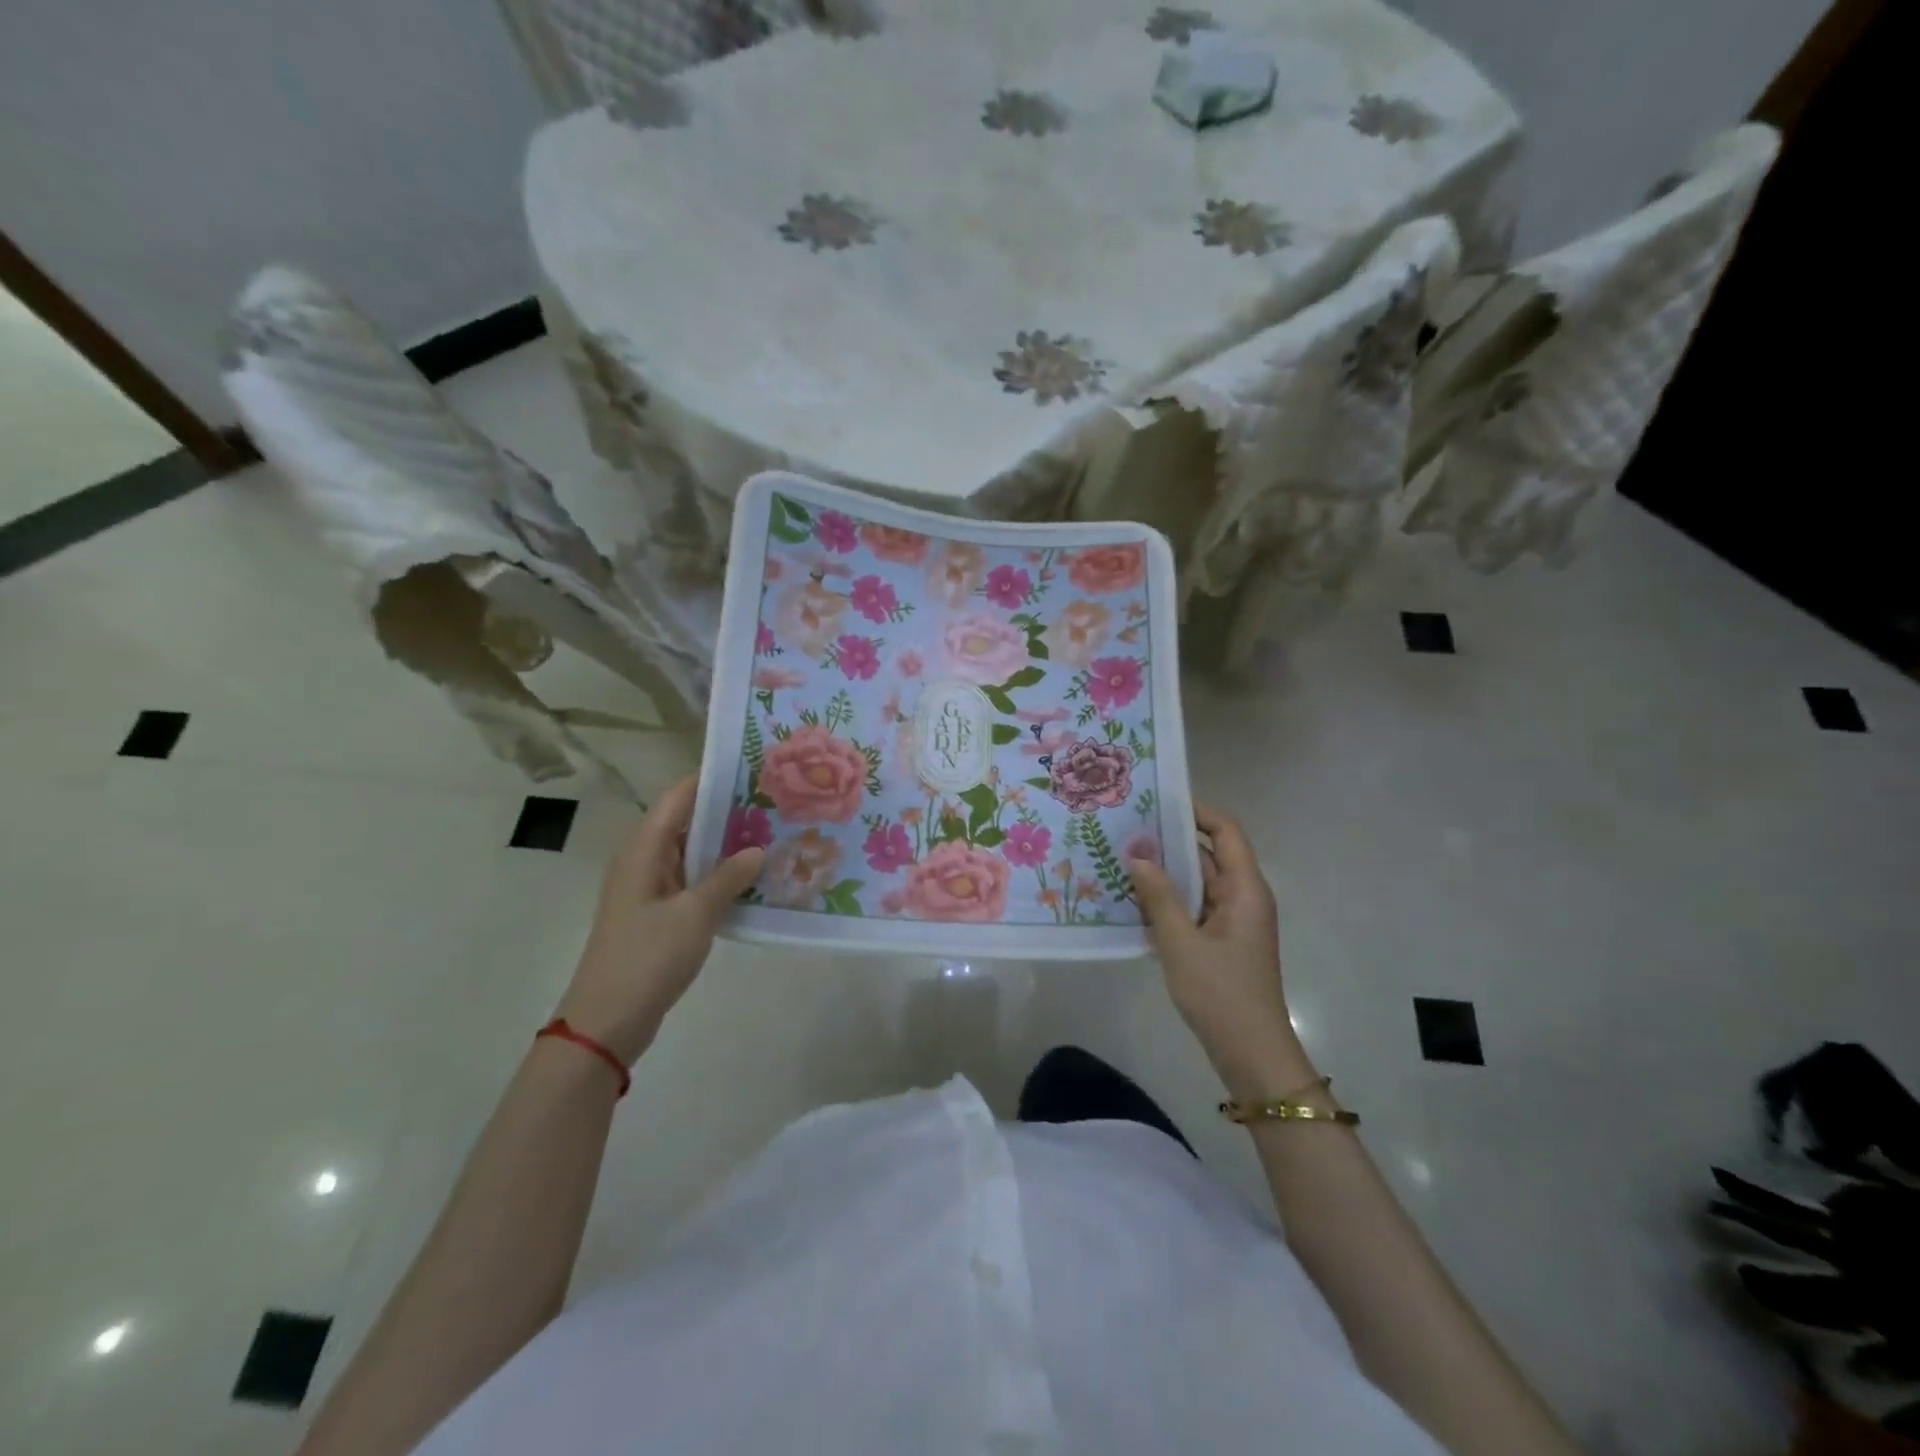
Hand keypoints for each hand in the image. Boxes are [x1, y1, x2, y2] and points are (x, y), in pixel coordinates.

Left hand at [553, 777, 763, 1064]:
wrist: (607, 1021)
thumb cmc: (647, 958)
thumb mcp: (695, 915)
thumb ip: (728, 878)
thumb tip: (758, 849)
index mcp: (644, 850)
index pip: (679, 797)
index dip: (712, 779)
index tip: (753, 768)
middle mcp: (644, 861)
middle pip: (687, 822)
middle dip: (728, 811)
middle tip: (775, 803)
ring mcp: (650, 889)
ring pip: (693, 853)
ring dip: (726, 845)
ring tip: (773, 834)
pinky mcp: (658, 914)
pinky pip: (692, 881)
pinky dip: (719, 875)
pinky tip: (753, 879)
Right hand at [1130, 804, 1302, 1098]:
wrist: (1250, 1054)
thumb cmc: (1220, 993)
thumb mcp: (1181, 942)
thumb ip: (1158, 896)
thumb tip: (1136, 854)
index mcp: (1245, 889)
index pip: (1226, 832)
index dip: (1197, 811)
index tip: (1158, 802)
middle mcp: (1243, 898)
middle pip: (1209, 854)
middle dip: (1170, 841)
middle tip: (1127, 828)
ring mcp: (1233, 922)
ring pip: (1198, 883)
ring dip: (1165, 872)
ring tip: (1121, 858)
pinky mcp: (1221, 942)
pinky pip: (1193, 908)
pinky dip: (1168, 900)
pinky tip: (1133, 900)